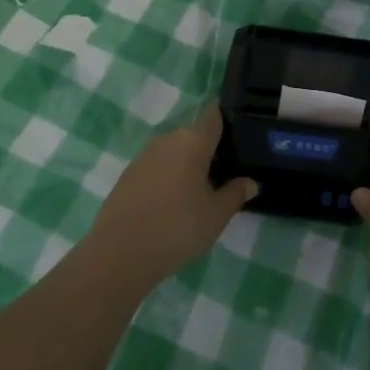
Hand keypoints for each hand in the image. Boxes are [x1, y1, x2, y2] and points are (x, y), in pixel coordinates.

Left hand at [87, 109, 255, 290]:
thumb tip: (250, 182)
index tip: (240, 132)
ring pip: (175, 152)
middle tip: (224, 176)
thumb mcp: (216, 215)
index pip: (214, 116)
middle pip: (195, 136)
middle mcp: (167, 140)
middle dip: (209, 152)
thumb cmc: (177, 227)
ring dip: (187, 166)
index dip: (227, 119)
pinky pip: (157, 167)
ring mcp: (144, 156)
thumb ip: (235, 194)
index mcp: (192, 141)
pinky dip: (168, 178)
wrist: (119, 253)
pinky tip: (172, 204)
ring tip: (199, 193)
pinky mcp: (128, 174)